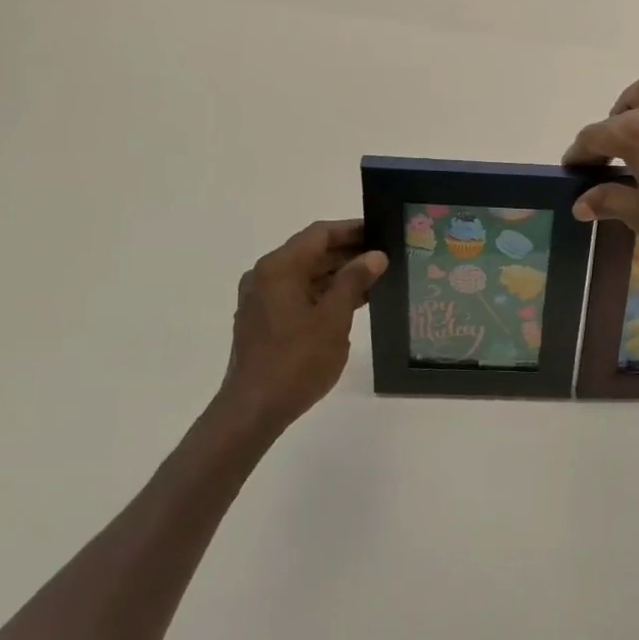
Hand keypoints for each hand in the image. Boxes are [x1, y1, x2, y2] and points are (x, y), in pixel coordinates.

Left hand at [214, 219, 386, 434]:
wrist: (254, 408)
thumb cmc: (297, 360)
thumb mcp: (334, 318)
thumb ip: (354, 281)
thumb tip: (375, 255)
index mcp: (280, 267)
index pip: (320, 234)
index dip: (352, 230)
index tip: (381, 231)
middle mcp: (265, 275)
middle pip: (310, 252)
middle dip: (347, 253)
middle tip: (384, 257)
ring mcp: (260, 299)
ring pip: (304, 274)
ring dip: (337, 275)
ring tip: (374, 281)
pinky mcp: (262, 320)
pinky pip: (296, 294)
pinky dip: (322, 293)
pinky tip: (350, 304)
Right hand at [562, 57, 638, 275]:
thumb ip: (609, 202)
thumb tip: (580, 203)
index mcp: (636, 133)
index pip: (594, 137)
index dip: (579, 154)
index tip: (572, 170)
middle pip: (621, 113)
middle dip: (605, 135)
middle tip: (603, 162)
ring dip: (634, 100)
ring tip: (630, 122)